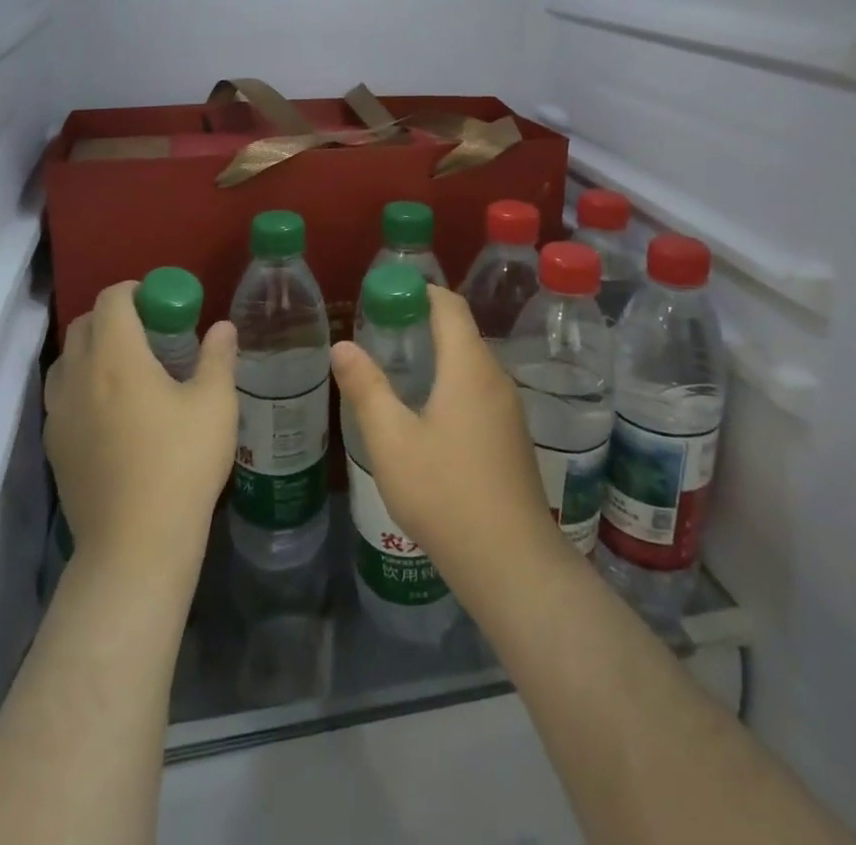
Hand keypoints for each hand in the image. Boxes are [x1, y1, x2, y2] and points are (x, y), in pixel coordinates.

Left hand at [45, 283, 237, 581]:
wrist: (135, 544)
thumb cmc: (181, 464)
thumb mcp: (215, 404)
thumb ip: (218, 357)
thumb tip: (222, 327)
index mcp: (116, 357)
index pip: (112, 299)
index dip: (134, 291)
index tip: (160, 304)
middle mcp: (78, 376)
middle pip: (85, 325)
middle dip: (114, 317)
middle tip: (150, 335)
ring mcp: (58, 413)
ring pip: (68, 361)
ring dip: (94, 351)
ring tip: (128, 372)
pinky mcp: (53, 446)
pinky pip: (62, 397)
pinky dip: (83, 386)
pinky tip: (113, 413)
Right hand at [331, 286, 564, 601]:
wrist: (512, 563)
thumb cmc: (446, 492)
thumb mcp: (392, 440)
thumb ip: (366, 388)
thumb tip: (342, 345)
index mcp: (469, 367)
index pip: (450, 305)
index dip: (421, 291)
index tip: (388, 293)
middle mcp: (495, 378)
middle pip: (462, 332)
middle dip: (424, 322)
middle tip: (382, 330)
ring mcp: (509, 409)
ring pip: (472, 364)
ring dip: (439, 354)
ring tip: (399, 367)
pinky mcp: (512, 436)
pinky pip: (479, 389)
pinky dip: (452, 382)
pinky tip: (428, 411)